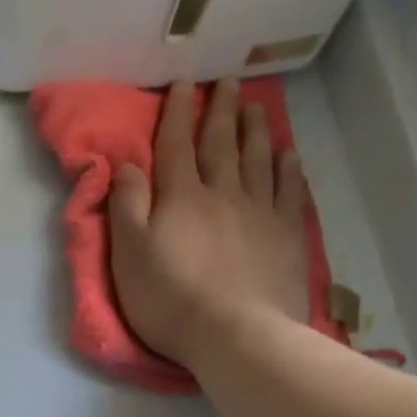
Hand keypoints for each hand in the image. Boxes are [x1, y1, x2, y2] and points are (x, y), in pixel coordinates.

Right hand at [107, 78, 310, 369]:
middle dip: (220, 111)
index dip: (177, 113)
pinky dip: (288, 169)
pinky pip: (289, 192)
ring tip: (256, 108)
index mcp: (181, 198)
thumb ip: (126, 207)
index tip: (184, 83)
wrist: (235, 334)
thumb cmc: (171, 301)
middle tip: (227, 83)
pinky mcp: (286, 237)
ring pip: (258, 159)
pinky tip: (288, 156)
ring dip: (255, 130)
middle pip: (221, 144)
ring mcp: (260, 213)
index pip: (175, 145)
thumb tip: (128, 164)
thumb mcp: (129, 257)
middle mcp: (222, 193)